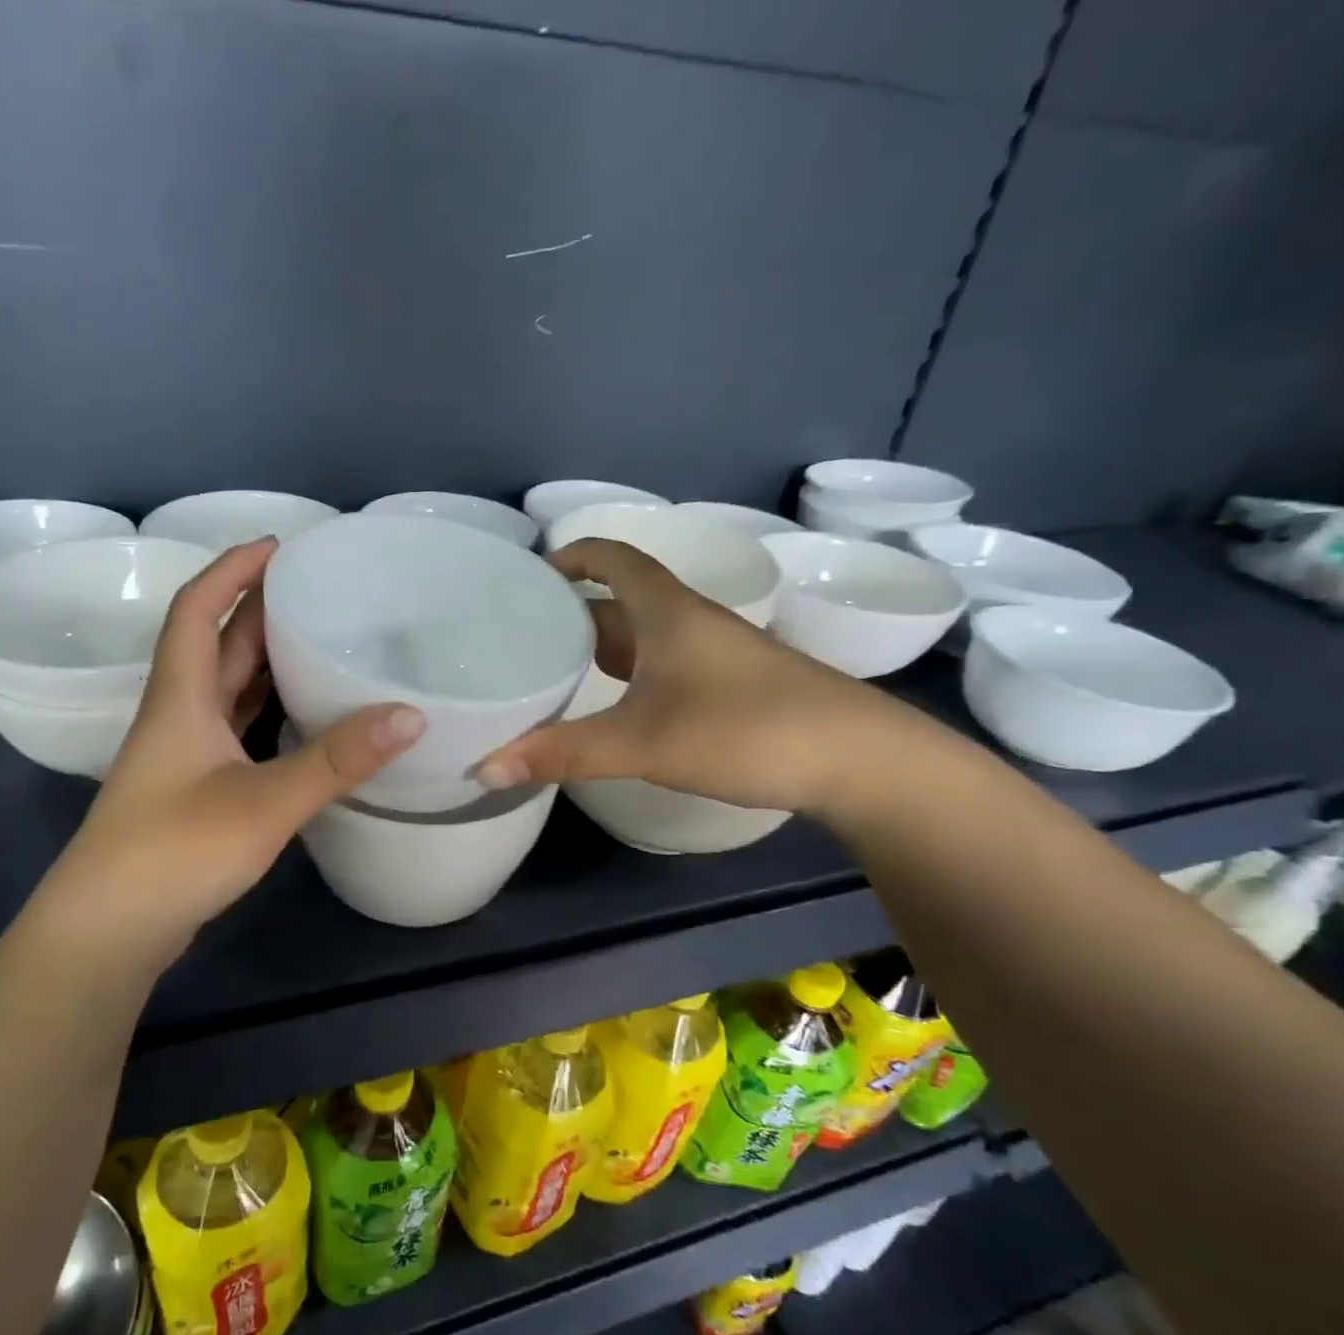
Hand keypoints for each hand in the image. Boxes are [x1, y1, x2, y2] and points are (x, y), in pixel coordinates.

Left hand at [48, 538, 425, 939]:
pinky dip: (269, 710)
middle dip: (259, 609)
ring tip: (321, 640)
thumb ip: (336, 760)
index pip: (198, 609)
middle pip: (217, 644)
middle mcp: (180, 715)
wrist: (109, 930)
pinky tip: (306, 716)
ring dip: (266, 660)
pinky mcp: (197, 788)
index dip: (232, 569)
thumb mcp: (263, 803)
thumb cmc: (174, 852)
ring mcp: (186, 755)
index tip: (279, 546)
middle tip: (318, 591)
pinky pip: (238, 728)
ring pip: (228, 688)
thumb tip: (411, 715)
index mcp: (181, 697)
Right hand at [476, 538, 930, 815]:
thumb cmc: (745, 728)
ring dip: (597, 650)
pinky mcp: (727, 688)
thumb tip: (484, 768)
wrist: (859, 760)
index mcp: (666, 611)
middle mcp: (687, 622)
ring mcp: (711, 656)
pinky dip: (625, 678)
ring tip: (548, 674)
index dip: (569, 557)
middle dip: (569, 614)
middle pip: (617, 602)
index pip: (611, 558)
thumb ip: (562, 754)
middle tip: (518, 640)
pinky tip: (607, 709)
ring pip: (640, 639)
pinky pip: (660, 668)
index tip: (527, 578)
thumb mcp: (643, 741)